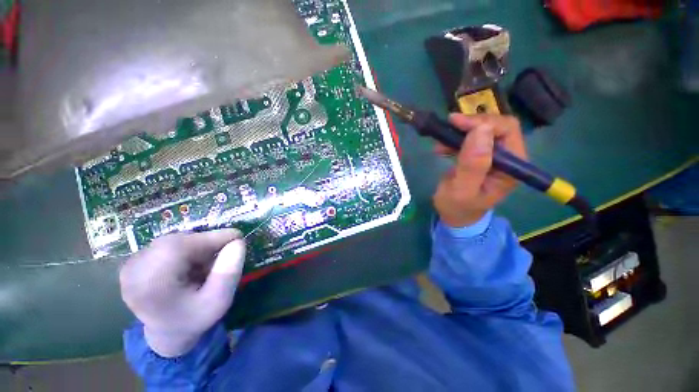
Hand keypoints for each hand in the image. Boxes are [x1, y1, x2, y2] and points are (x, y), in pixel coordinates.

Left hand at [119, 229, 245, 357]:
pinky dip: (186, 249)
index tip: (238, 237)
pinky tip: (191, 265)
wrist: (167, 333)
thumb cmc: (195, 318)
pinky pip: (167, 244)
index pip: (180, 247)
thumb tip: (238, 242)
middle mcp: (133, 271)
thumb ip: (229, 273)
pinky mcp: (134, 261)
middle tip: (224, 253)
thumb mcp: (219, 301)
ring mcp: (130, 265)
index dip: (212, 237)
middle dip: (205, 243)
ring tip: (206, 265)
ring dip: (196, 247)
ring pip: (173, 241)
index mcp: (150, 285)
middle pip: (177, 241)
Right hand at [433, 114, 526, 227]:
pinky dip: (457, 138)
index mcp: (512, 167)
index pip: (507, 130)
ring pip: (484, 130)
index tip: (455, 123)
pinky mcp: (481, 156)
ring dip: (462, 131)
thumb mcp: (462, 190)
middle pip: (497, 126)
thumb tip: (481, 130)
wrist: (455, 216)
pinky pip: (472, 139)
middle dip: (472, 124)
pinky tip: (442, 147)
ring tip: (441, 141)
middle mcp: (509, 158)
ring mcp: (495, 156)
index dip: (482, 122)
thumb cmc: (458, 207)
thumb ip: (472, 165)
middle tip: (449, 126)